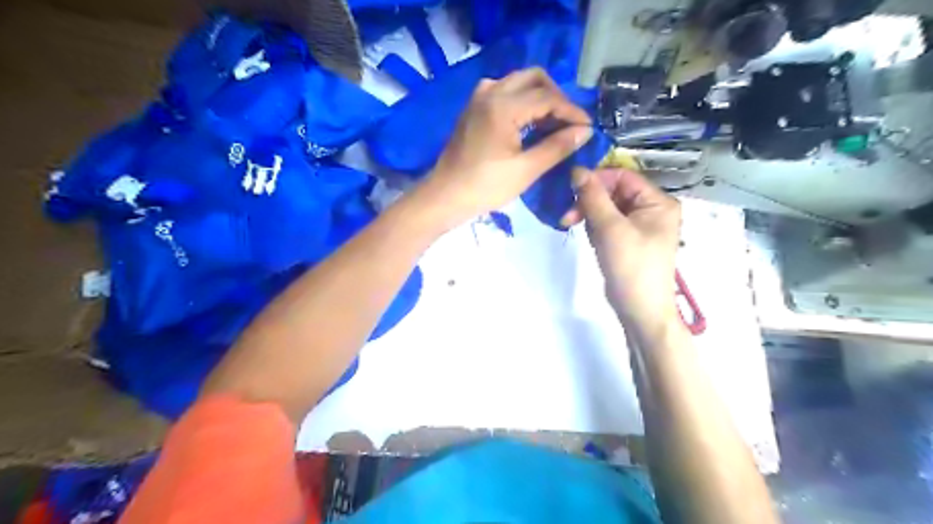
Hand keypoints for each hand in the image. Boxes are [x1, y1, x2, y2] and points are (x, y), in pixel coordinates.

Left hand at [422, 68, 592, 226]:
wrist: (445, 196)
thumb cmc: (485, 187)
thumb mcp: (525, 170)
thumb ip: (557, 147)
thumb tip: (584, 131)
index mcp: (503, 106)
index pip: (548, 97)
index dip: (572, 111)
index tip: (588, 128)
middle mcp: (491, 91)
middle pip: (534, 78)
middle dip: (556, 97)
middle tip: (569, 123)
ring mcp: (479, 97)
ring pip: (519, 82)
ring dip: (539, 96)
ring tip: (552, 124)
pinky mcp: (474, 107)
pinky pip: (504, 91)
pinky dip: (522, 100)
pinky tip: (529, 123)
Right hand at [561, 165, 683, 330]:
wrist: (639, 310)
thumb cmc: (631, 266)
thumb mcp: (611, 229)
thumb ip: (593, 197)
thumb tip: (576, 170)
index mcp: (657, 202)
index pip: (623, 177)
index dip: (596, 179)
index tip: (570, 190)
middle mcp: (651, 209)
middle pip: (613, 192)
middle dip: (589, 202)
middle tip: (567, 217)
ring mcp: (639, 226)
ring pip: (607, 208)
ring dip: (589, 216)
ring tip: (580, 232)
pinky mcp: (627, 240)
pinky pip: (607, 224)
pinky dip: (595, 229)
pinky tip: (592, 242)